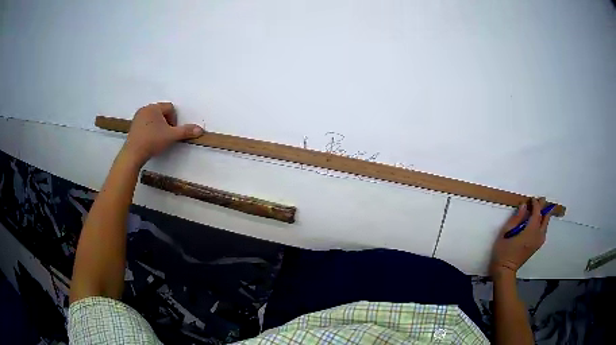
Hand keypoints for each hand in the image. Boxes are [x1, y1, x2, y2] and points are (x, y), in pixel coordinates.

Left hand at [121, 102, 203, 166]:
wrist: (133, 154)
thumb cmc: (152, 141)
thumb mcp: (171, 136)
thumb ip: (185, 131)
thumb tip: (199, 129)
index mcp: (154, 107)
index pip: (170, 108)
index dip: (174, 119)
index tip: (172, 131)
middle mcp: (145, 109)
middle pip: (161, 112)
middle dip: (166, 122)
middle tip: (166, 135)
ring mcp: (137, 117)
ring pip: (153, 117)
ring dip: (158, 125)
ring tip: (158, 138)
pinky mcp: (133, 125)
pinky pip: (145, 123)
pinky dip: (149, 129)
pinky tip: (149, 139)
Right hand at [490, 198, 552, 277]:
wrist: (505, 270)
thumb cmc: (503, 251)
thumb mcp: (506, 233)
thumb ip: (516, 218)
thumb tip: (524, 205)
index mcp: (530, 232)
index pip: (537, 213)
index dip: (535, 204)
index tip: (531, 198)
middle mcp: (537, 236)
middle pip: (545, 218)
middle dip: (544, 207)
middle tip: (541, 199)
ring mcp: (538, 242)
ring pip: (545, 225)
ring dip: (544, 215)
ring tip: (540, 209)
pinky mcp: (537, 246)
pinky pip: (543, 231)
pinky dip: (543, 223)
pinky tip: (539, 222)